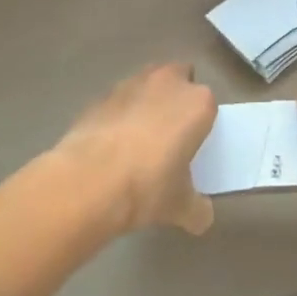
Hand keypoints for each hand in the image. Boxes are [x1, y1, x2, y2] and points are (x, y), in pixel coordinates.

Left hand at [54, 62, 217, 235]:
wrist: (89, 181)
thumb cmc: (147, 187)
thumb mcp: (180, 206)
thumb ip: (197, 208)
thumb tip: (202, 218)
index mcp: (197, 103)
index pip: (208, 105)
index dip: (200, 123)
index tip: (192, 144)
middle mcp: (168, 83)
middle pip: (179, 78)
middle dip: (176, 97)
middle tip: (169, 132)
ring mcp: (131, 84)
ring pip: (147, 83)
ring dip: (146, 100)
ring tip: (137, 137)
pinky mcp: (101, 96)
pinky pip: (117, 101)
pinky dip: (118, 115)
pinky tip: (110, 144)